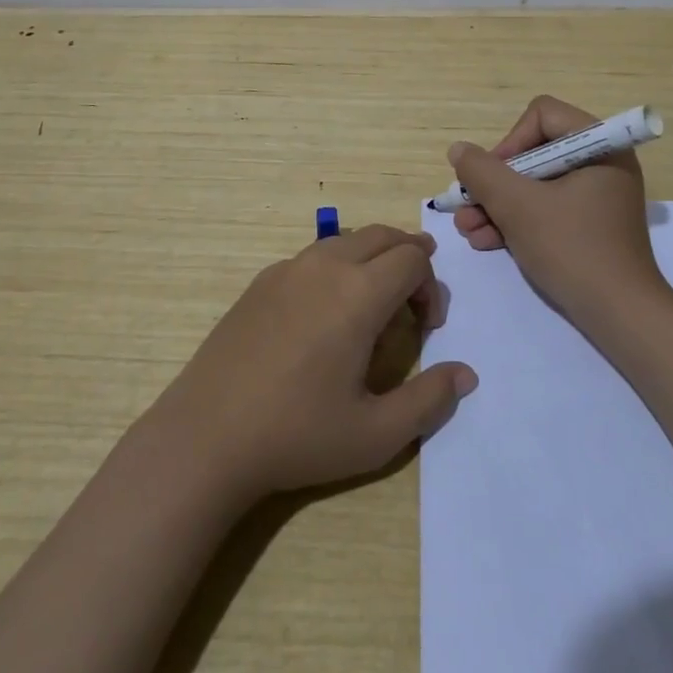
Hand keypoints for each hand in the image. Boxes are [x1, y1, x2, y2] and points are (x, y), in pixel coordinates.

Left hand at [151, 225, 477, 503]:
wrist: (206, 437)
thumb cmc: (297, 435)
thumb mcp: (375, 435)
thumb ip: (429, 400)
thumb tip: (466, 374)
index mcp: (357, 294)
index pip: (413, 259)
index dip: (432, 286)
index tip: (428, 327)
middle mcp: (325, 267)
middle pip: (382, 235)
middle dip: (409, 258)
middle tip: (414, 299)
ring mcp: (287, 269)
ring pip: (346, 240)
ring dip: (372, 258)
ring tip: (375, 299)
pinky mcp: (260, 282)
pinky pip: (313, 256)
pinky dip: (337, 267)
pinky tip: (325, 313)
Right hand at [450, 95, 668, 326]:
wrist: (621, 316)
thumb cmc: (572, 248)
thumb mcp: (518, 206)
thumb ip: (482, 172)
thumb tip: (459, 150)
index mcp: (600, 145)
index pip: (542, 116)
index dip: (509, 142)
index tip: (491, 177)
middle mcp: (602, 163)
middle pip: (534, 152)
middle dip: (495, 183)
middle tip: (467, 206)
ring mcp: (597, 196)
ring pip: (535, 184)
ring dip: (497, 205)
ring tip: (468, 229)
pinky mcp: (590, 225)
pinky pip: (547, 208)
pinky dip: (517, 221)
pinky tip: (485, 242)